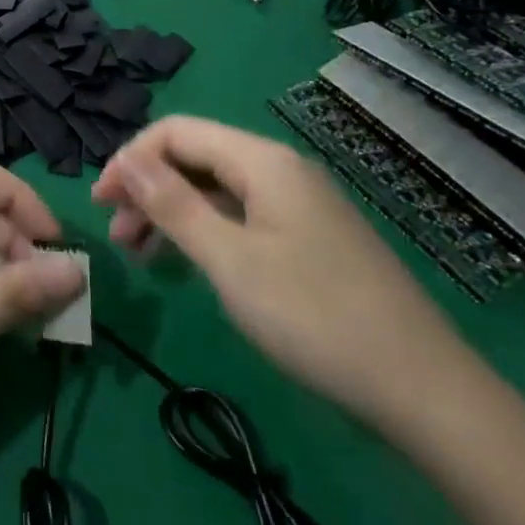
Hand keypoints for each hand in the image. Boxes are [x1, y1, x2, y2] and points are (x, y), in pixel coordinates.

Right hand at [92, 116, 474, 433]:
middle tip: (118, 237)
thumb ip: (172, 204)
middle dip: (148, 188)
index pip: (176, 132)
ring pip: (217, 190)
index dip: (130, 160)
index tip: (100, 203)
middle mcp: (280, 170)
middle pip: (196, 158)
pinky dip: (205, 232)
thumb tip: (125, 159)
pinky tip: (190, 264)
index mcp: (262, 161)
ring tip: (142, 256)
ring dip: (172, 213)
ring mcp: (299, 206)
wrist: (424, 392)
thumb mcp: (229, 260)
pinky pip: (241, 218)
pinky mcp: (310, 240)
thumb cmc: (314, 317)